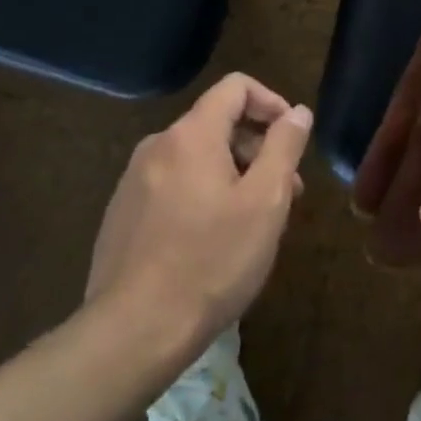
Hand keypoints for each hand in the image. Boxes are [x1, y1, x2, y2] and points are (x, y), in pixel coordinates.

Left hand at [83, 73, 311, 358]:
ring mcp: (133, 181)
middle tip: (286, 194)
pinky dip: (203, 195)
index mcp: (191, 135)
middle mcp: (157, 146)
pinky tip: (215, 242)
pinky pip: (174, 185)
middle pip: (218, 124)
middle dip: (258, 148)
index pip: (236, 87)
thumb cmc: (211, 261)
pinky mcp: (122, 215)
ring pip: (197, 158)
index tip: (293, 138)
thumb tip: (298, 112)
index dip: (272, 102)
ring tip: (255, 223)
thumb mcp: (265, 202)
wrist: (133, 332)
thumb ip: (284, 147)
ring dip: (234, 175)